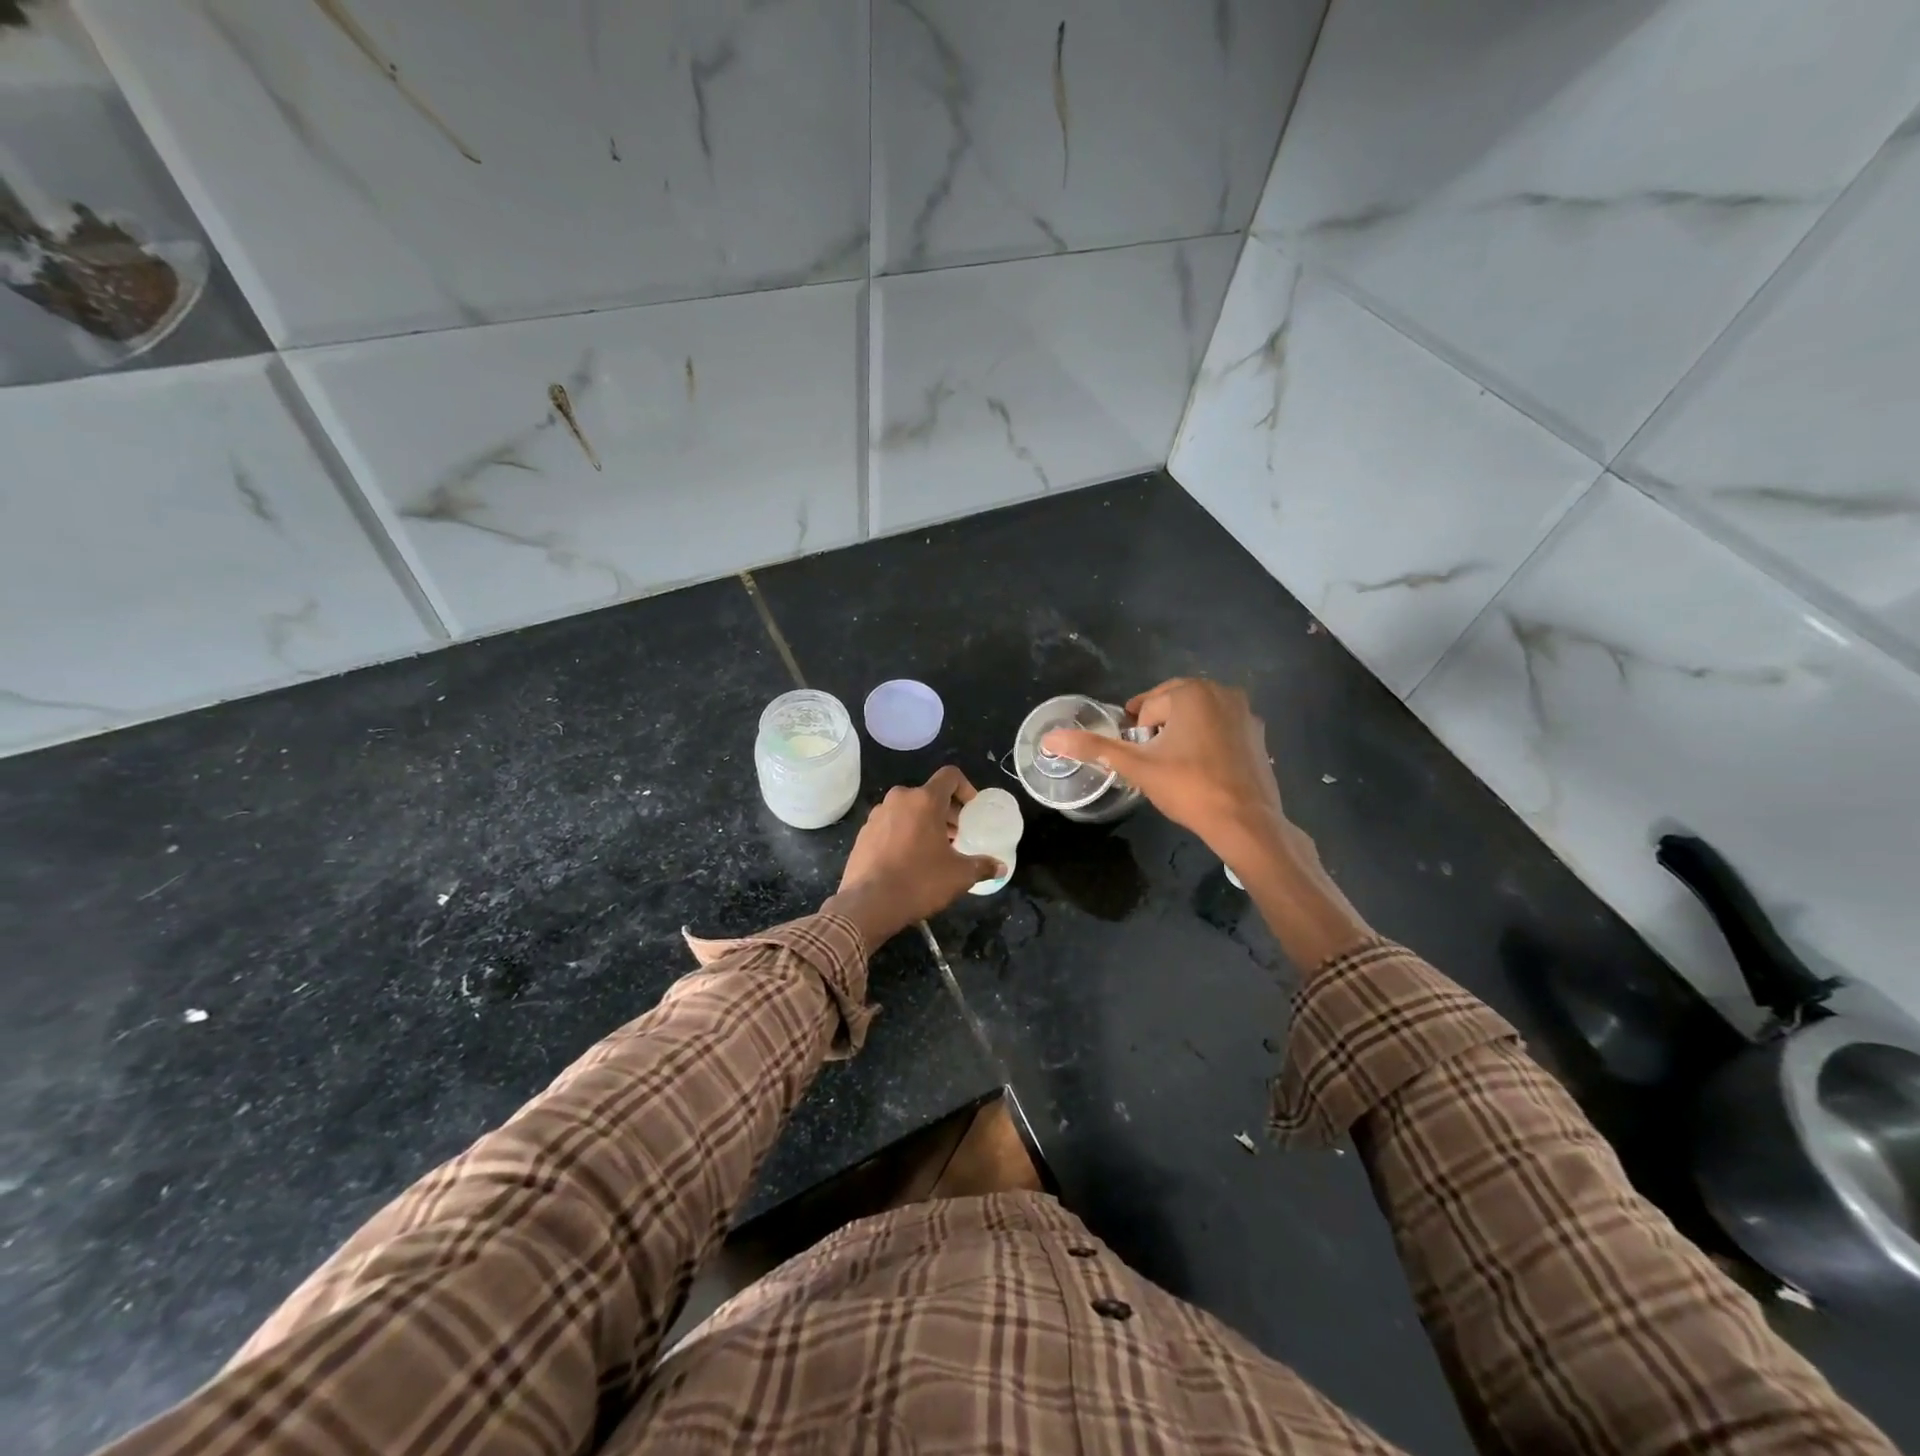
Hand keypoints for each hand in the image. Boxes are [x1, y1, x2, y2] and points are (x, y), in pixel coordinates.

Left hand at [824, 767, 1004, 946]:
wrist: (868, 904)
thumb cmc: (919, 882)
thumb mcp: (959, 876)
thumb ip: (982, 866)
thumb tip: (1000, 867)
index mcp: (924, 800)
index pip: (950, 776)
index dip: (966, 789)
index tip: (972, 812)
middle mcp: (899, 799)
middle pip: (929, 794)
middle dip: (947, 811)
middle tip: (957, 836)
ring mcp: (877, 814)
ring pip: (909, 809)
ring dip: (925, 822)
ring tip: (934, 849)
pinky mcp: (863, 832)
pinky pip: (891, 824)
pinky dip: (904, 832)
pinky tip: (909, 859)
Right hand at [1042, 678, 1287, 863]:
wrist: (1246, 823)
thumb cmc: (1189, 788)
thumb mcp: (1137, 767)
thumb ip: (1094, 748)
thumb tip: (1050, 738)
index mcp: (1191, 692)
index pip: (1146, 709)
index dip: (1138, 736)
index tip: (1142, 760)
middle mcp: (1221, 691)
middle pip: (1172, 707)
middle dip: (1159, 732)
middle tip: (1155, 765)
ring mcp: (1245, 712)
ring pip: (1197, 717)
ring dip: (1182, 735)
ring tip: (1178, 769)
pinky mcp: (1258, 733)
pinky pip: (1220, 729)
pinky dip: (1208, 743)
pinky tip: (1205, 772)